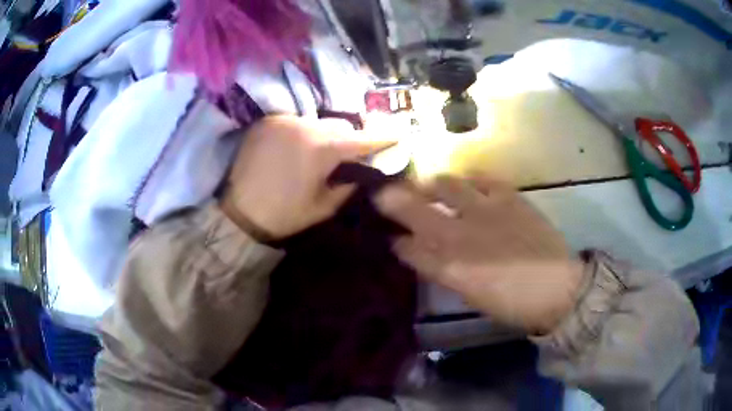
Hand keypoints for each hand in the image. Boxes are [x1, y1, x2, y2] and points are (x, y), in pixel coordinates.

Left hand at [221, 116, 394, 239]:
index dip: (382, 137)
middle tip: (349, 155)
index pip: (361, 138)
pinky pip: (294, 122)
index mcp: (322, 148)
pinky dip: (302, 133)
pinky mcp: (266, 122)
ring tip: (316, 155)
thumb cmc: (284, 214)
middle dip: (349, 138)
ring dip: (324, 135)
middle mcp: (304, 125)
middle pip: (340, 124)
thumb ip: (349, 185)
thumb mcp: (324, 206)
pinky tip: (295, 150)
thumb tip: (361, 171)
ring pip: (316, 121)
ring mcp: (282, 120)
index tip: (398, 135)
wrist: (239, 214)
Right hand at [374, 176, 583, 333]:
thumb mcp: (469, 294)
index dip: (395, 240)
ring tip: (428, 185)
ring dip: (431, 184)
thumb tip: (424, 253)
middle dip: (393, 199)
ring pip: (446, 185)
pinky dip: (471, 180)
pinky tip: (468, 183)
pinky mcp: (510, 197)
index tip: (389, 235)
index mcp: (448, 267)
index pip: (407, 247)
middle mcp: (460, 234)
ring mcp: (485, 211)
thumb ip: (443, 271)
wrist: (556, 288)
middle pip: (415, 209)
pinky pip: (482, 179)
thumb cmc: (511, 302)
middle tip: (384, 192)